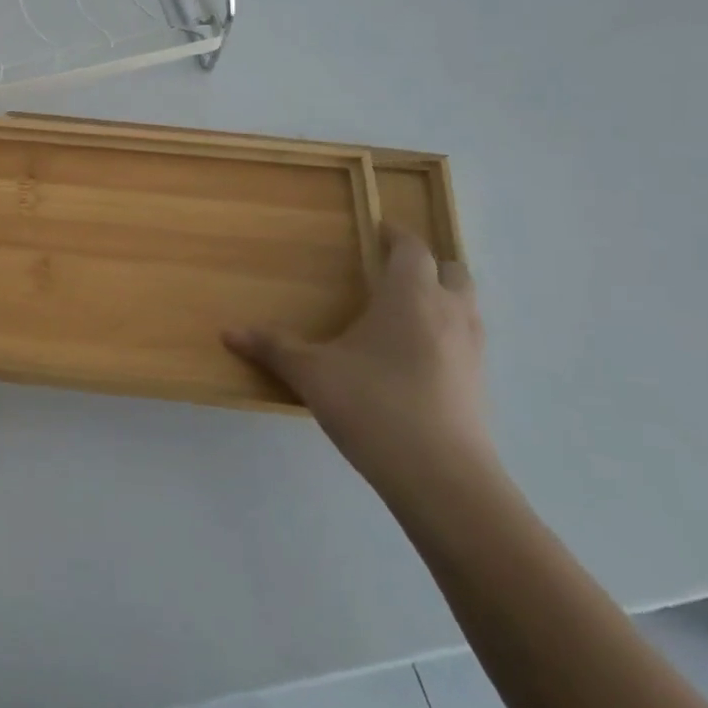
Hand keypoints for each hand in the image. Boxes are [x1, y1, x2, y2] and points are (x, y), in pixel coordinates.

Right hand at [223, 225, 490, 494]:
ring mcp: (472, 350)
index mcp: (410, 296)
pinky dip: (446, 334)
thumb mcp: (311, 374)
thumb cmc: (373, 406)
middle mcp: (449, 313)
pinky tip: (415, 359)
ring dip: (441, 298)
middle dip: (427, 264)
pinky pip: (466, 341)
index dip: (397, 235)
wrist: (442, 478)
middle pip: (453, 270)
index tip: (379, 230)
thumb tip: (228, 332)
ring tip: (403, 312)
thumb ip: (273, 348)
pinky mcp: (480, 385)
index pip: (412, 248)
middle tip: (392, 271)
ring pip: (466, 306)